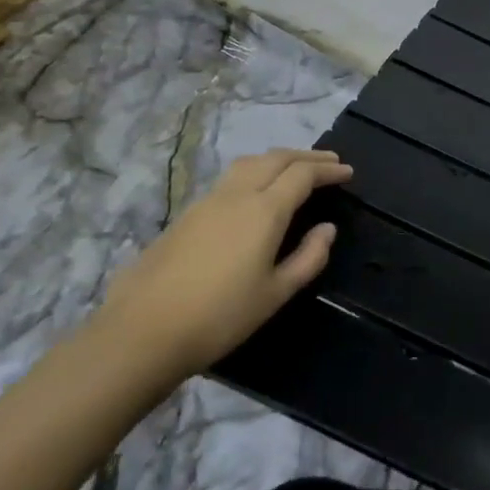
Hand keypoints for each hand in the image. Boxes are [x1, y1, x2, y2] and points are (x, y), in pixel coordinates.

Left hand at [93, 148, 352, 384]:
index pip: (303, 174)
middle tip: (330, 162)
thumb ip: (308, 257)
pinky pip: (231, 178)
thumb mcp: (276, 293)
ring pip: (249, 163)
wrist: (142, 332)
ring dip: (278, 159)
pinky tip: (258, 191)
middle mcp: (236, 195)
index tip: (348, 172)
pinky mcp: (186, 215)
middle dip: (306, 156)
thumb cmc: (220, 316)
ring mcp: (207, 202)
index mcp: (264, 211)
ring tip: (296, 169)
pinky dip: (256, 172)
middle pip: (276, 158)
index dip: (328, 169)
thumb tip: (326, 229)